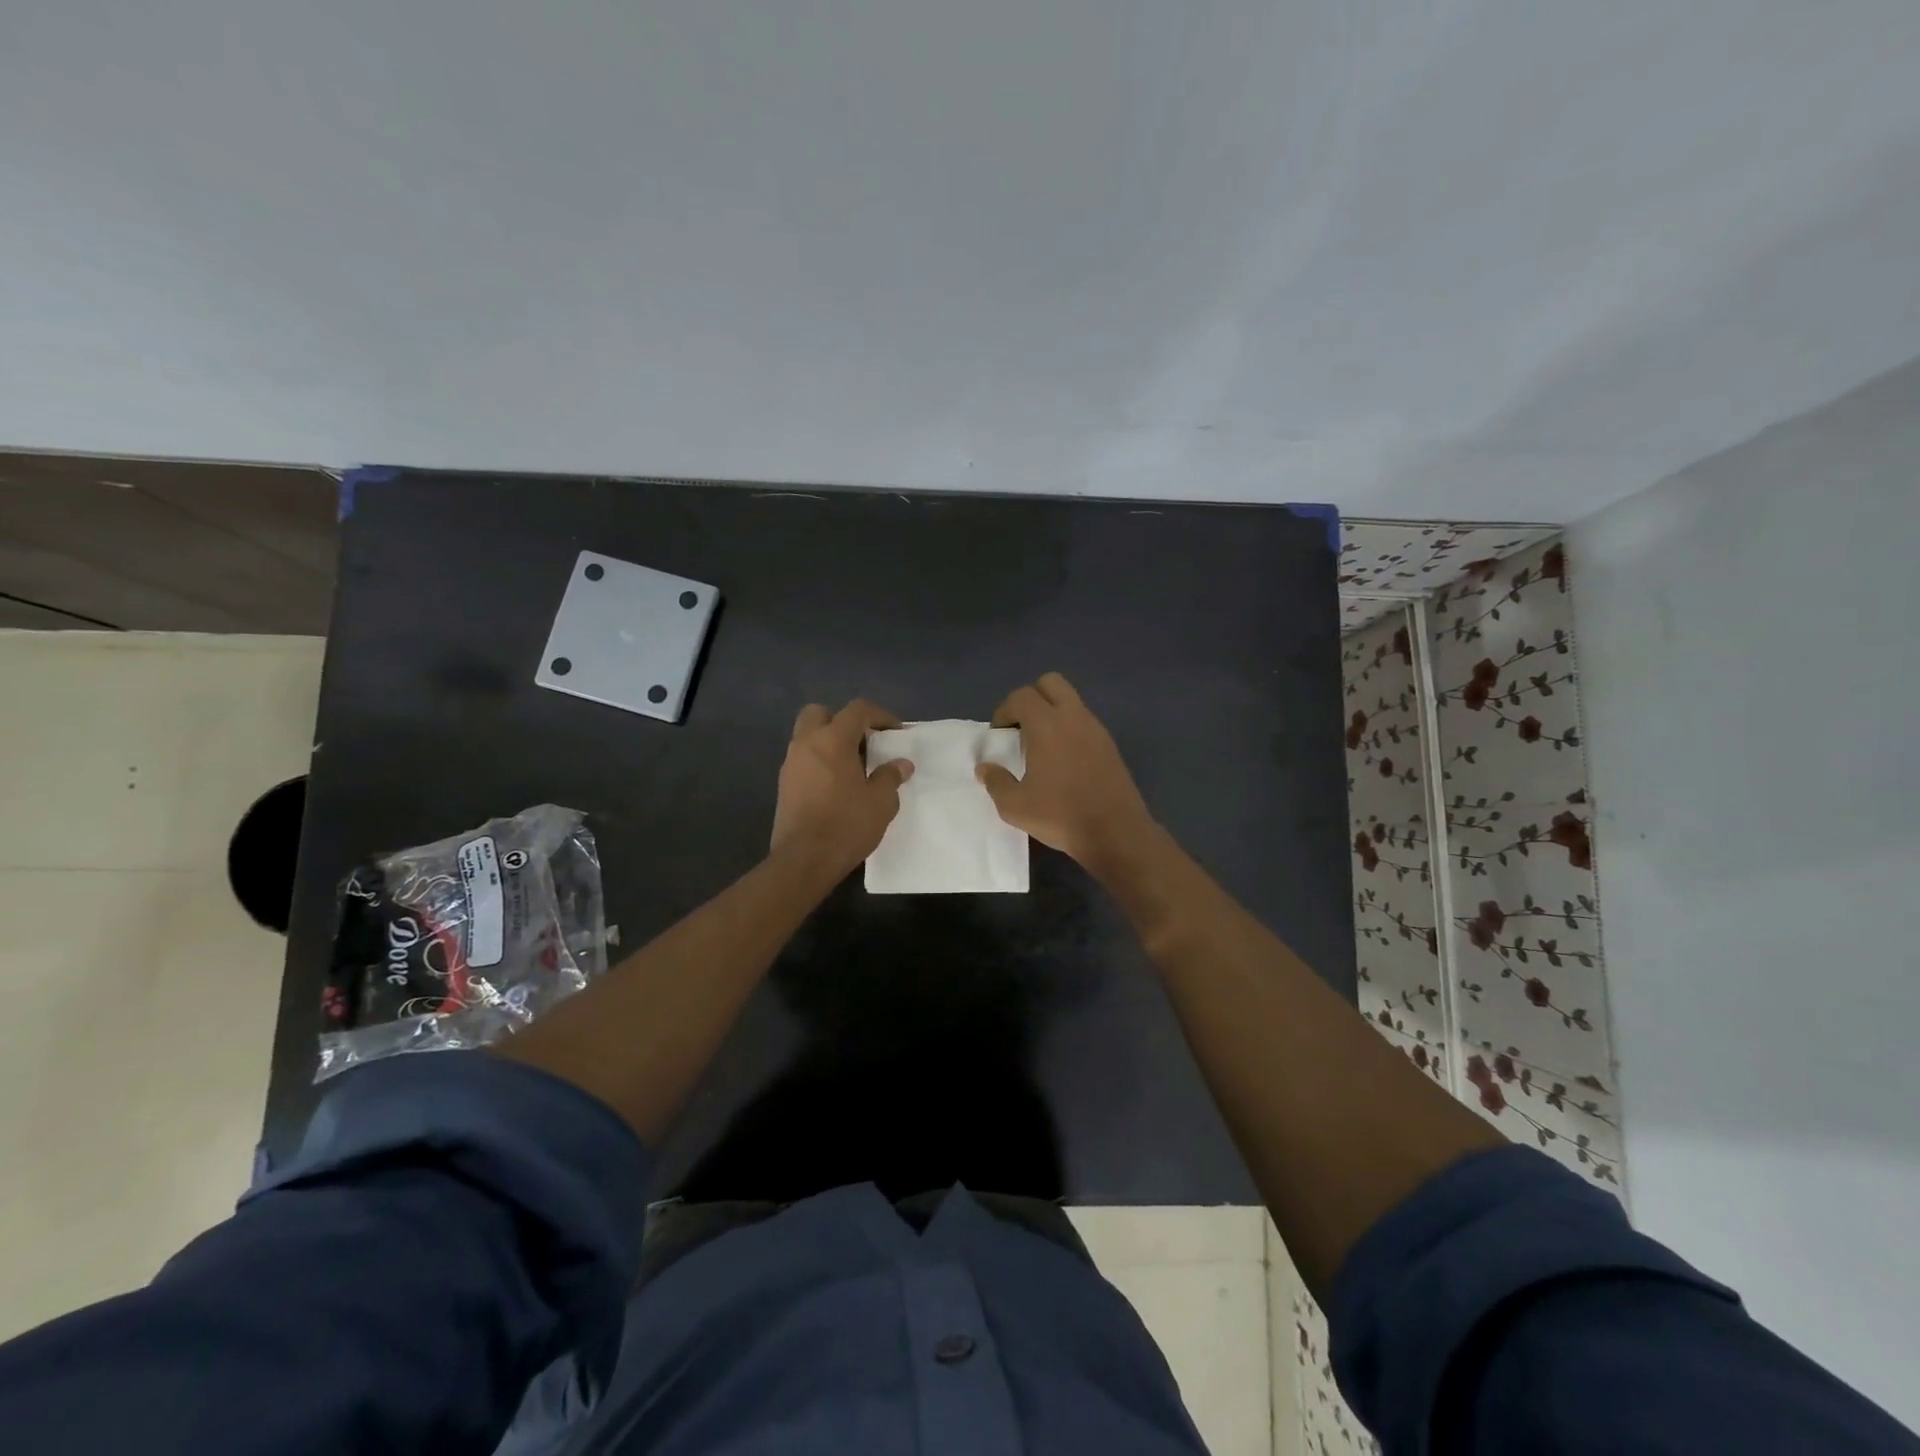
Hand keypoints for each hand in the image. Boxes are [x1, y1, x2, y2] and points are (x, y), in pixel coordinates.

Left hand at [771, 700, 913, 874]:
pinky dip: (819, 761)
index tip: (895, 732)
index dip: (880, 715)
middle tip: (863, 742)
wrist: (804, 860)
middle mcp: (806, 744)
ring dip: (829, 742)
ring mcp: (790, 764)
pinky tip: (836, 785)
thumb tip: (901, 764)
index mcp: (832, 740)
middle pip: (820, 713)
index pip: (857, 710)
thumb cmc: (847, 825)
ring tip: (853, 766)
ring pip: (808, 736)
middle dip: (843, 721)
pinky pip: (803, 759)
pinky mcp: (784, 785)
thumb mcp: (881, 802)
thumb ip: (890, 776)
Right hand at [977, 672, 1155, 871]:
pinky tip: (1063, 762)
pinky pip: (1084, 722)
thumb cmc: (1061, 815)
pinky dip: (1070, 729)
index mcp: (1047, 724)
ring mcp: (1096, 729)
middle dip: (1031, 699)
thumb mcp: (1015, 806)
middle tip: (1021, 729)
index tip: (999, 735)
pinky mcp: (1110, 745)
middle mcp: (1073, 717)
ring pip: (1071, 701)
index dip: (1004, 710)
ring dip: (1052, 713)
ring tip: (1041, 748)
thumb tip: (985, 768)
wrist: (1115, 832)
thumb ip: (996, 782)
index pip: (1021, 696)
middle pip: (1050, 683)